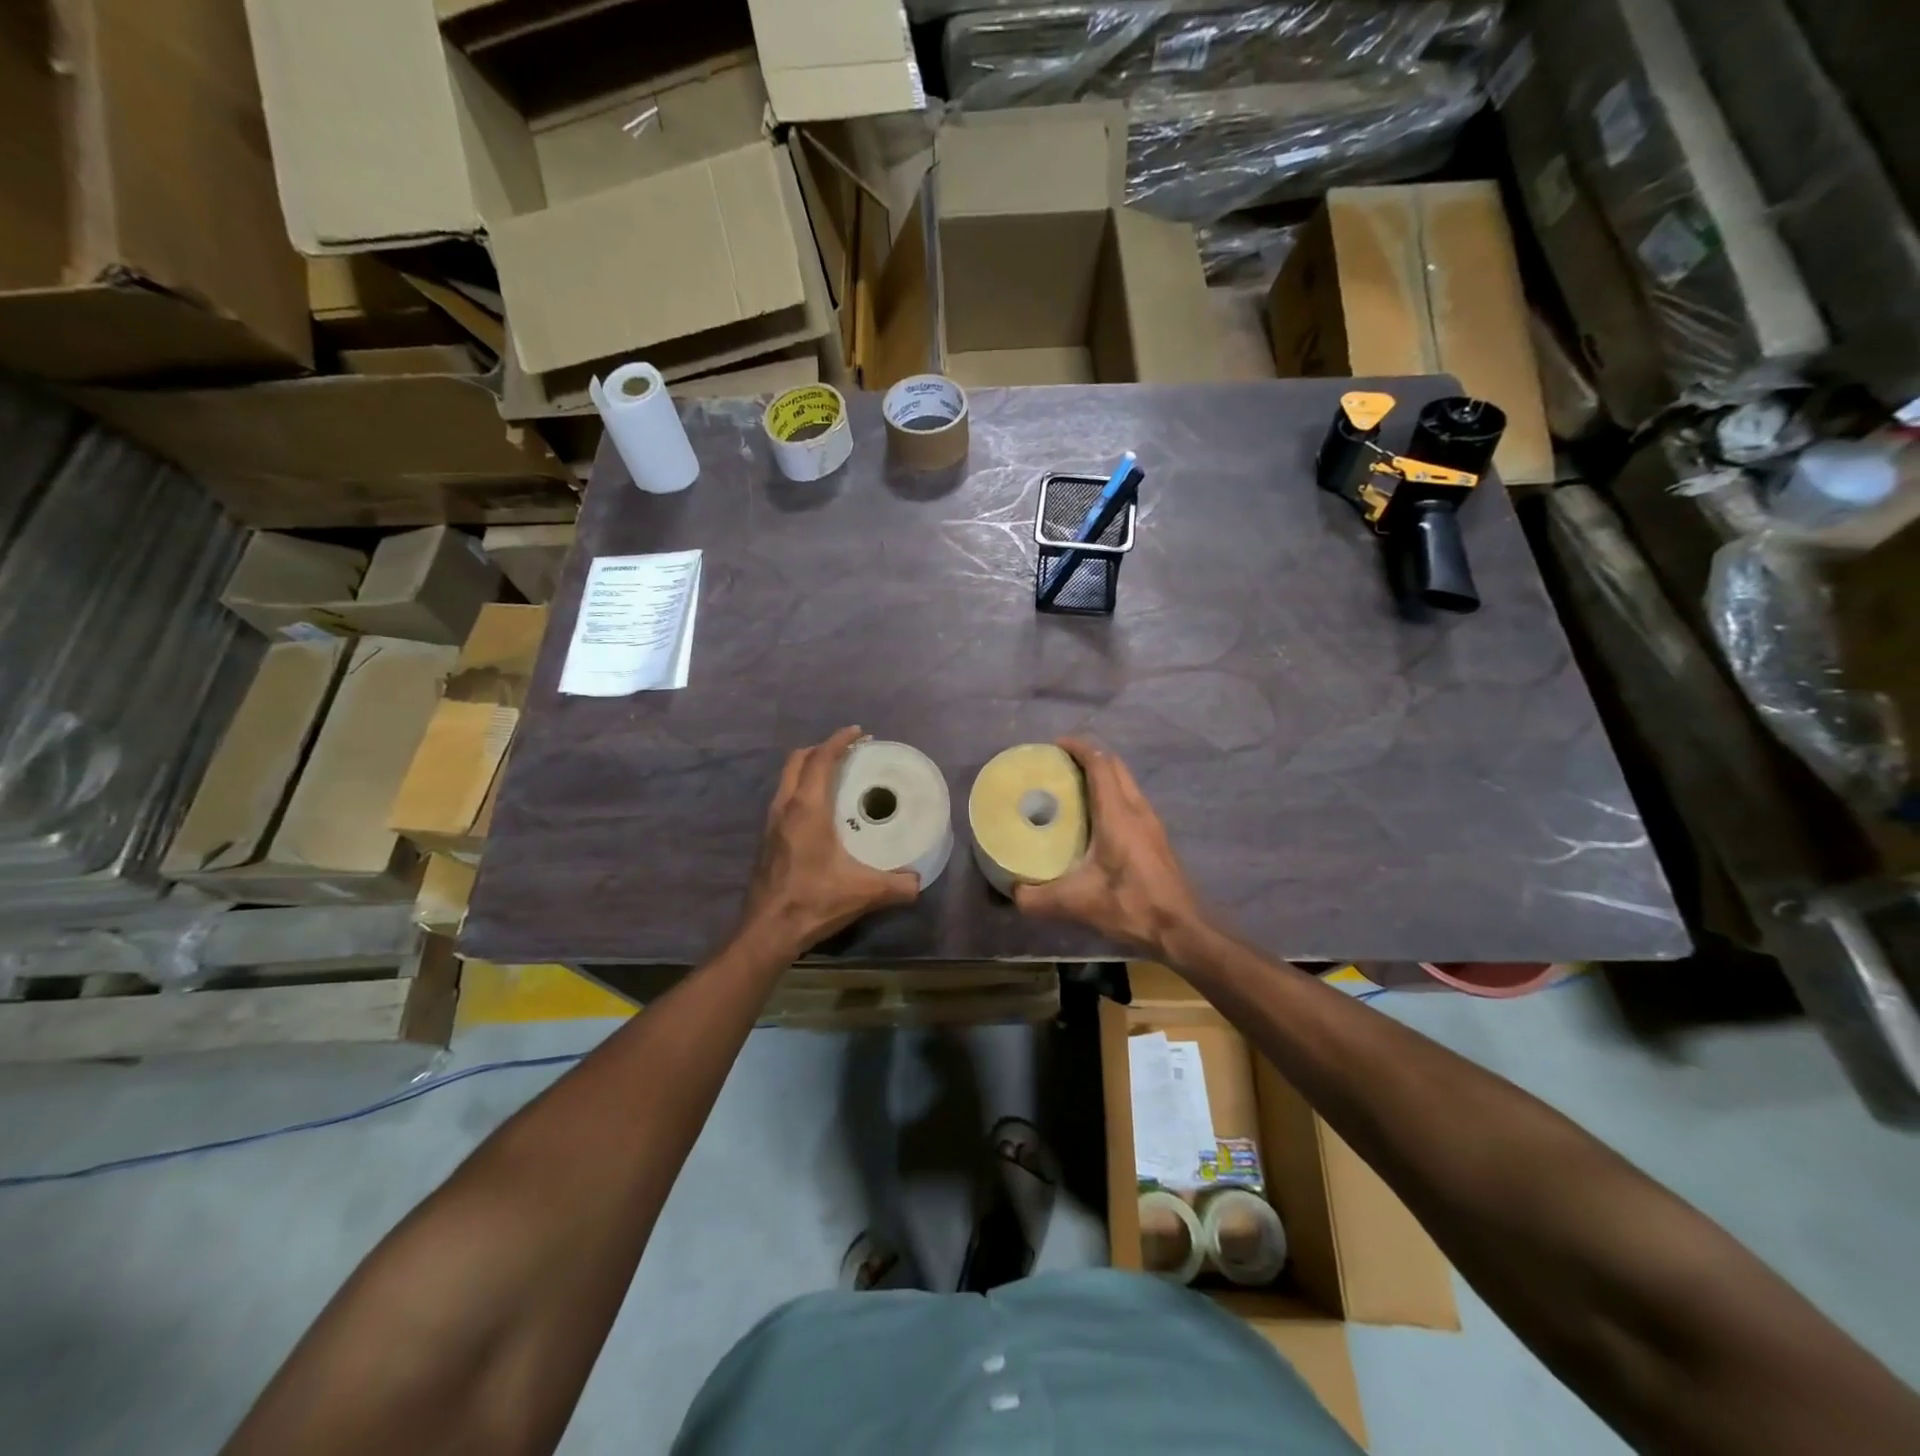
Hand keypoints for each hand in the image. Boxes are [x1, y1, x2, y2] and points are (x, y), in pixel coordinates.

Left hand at [741, 726, 920, 953]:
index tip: (858, 732)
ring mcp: (771, 823)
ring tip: (835, 776)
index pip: (821, 760)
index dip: (840, 741)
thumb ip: (898, 885)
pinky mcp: (767, 839)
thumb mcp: (864, 892)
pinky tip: (819, 811)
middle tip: (848, 753)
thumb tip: (918, 881)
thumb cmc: (814, 901)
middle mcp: (785, 807)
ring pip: (787, 779)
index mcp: (807, 809)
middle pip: (798, 761)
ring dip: (808, 769)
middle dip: (822, 749)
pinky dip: (801, 790)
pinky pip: (784, 799)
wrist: (767, 931)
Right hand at [1012, 737, 1204, 958]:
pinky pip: (1132, 800)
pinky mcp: (1156, 838)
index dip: (1078, 748)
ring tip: (1073, 790)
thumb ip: (1038, 898)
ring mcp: (1151, 822)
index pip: (1099, 764)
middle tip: (1059, 766)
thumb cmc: (1131, 905)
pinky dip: (1112, 795)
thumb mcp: (1076, 903)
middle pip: (1115, 766)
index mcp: (1117, 813)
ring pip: (1126, 782)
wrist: (1181, 928)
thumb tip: (1013, 892)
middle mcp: (1137, 809)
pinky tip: (1096, 820)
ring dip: (1103, 776)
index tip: (1055, 746)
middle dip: (1088, 757)